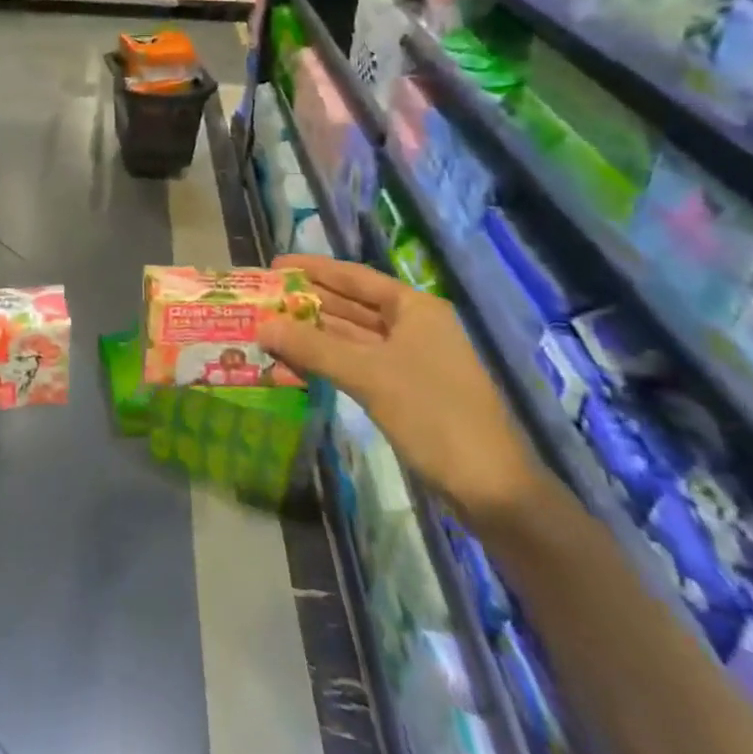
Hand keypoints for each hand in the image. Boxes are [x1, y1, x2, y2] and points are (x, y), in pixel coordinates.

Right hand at [260, 255, 544, 528]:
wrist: (490, 489)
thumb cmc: (433, 415)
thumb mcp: (368, 375)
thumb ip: (312, 347)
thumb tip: (261, 325)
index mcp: (415, 308)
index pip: (355, 276)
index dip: (314, 269)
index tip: (275, 264)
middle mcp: (414, 326)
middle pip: (353, 305)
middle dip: (309, 302)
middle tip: (263, 298)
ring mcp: (411, 360)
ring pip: (353, 337)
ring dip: (315, 334)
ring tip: (270, 327)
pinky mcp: (405, 390)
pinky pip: (358, 364)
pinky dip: (329, 361)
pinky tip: (297, 362)